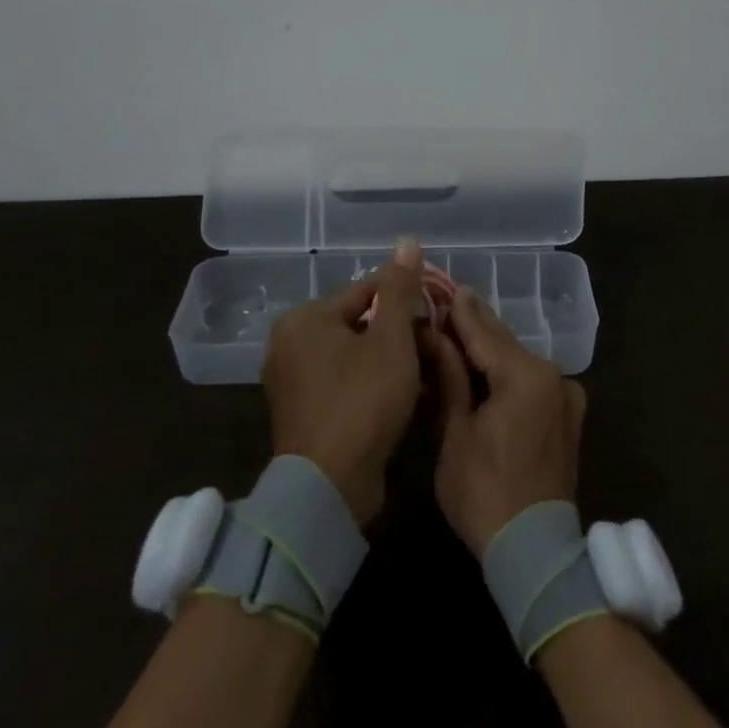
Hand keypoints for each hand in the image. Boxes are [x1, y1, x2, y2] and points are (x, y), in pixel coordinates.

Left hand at [261, 239, 427, 525]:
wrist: (329, 486)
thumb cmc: (362, 400)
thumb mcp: (392, 340)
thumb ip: (400, 290)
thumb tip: (407, 241)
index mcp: (304, 319)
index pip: (366, 292)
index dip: (407, 303)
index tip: (437, 320)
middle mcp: (290, 345)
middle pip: (361, 325)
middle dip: (401, 337)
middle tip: (435, 352)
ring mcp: (293, 382)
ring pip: (356, 357)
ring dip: (393, 363)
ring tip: (429, 376)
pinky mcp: (304, 414)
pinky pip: (346, 385)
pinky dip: (374, 387)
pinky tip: (407, 400)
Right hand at [431, 290, 585, 557]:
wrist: (535, 551)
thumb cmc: (484, 494)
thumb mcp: (456, 432)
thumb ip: (451, 377)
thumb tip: (436, 335)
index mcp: (525, 376)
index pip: (483, 333)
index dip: (459, 311)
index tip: (443, 286)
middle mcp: (552, 375)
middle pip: (504, 343)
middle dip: (474, 327)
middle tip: (446, 304)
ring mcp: (566, 394)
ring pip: (519, 361)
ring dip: (490, 351)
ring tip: (458, 336)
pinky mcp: (568, 414)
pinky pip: (532, 381)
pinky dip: (508, 373)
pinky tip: (485, 371)